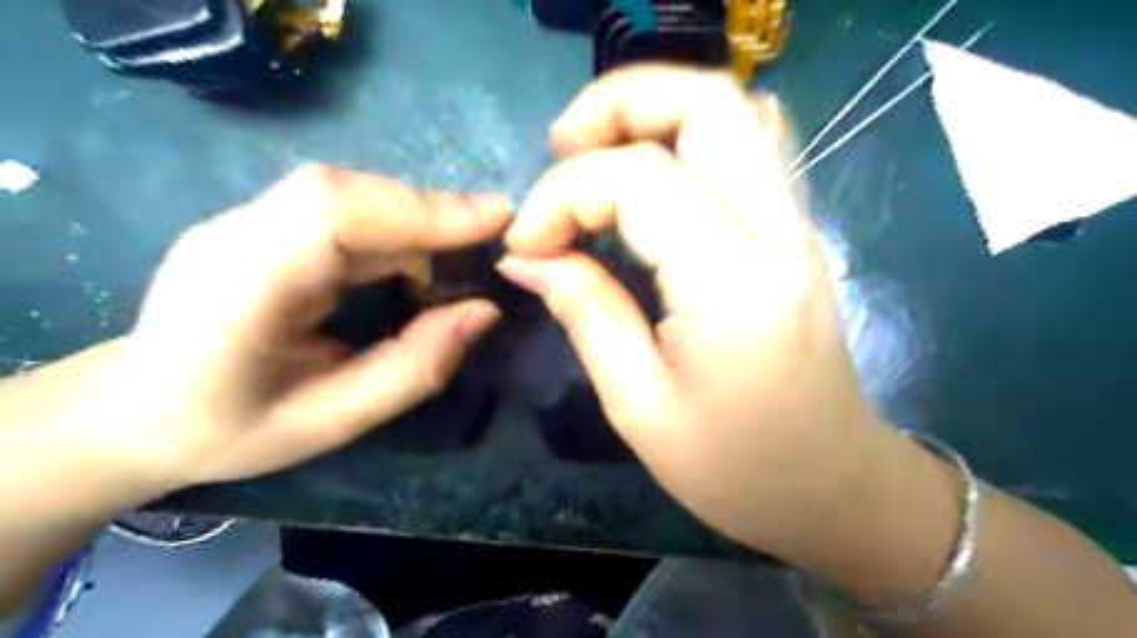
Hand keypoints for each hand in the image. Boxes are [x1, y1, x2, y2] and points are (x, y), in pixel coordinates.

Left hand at [80, 166, 506, 490]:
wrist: (135, 411)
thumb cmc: (231, 429)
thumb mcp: (334, 420)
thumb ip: (415, 367)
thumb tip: (486, 312)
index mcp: (240, 287)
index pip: (334, 213)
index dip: (421, 208)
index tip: (495, 219)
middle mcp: (237, 234)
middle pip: (348, 192)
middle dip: (431, 213)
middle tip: (491, 240)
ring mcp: (245, 220)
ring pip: (350, 194)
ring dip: (416, 221)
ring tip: (458, 262)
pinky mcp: (264, 223)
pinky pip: (343, 208)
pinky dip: (394, 229)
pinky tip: (413, 265)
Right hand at [499, 67, 897, 558]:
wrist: (834, 488)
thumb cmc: (736, 470)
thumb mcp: (638, 405)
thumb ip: (584, 312)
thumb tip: (525, 255)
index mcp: (735, 285)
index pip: (640, 181)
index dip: (564, 194)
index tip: (525, 243)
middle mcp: (779, 234)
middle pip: (709, 102)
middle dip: (619, 103)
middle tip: (559, 146)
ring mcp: (796, 227)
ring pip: (735, 112)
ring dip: (654, 111)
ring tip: (594, 154)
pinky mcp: (794, 234)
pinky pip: (748, 148)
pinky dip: (687, 138)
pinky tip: (646, 177)